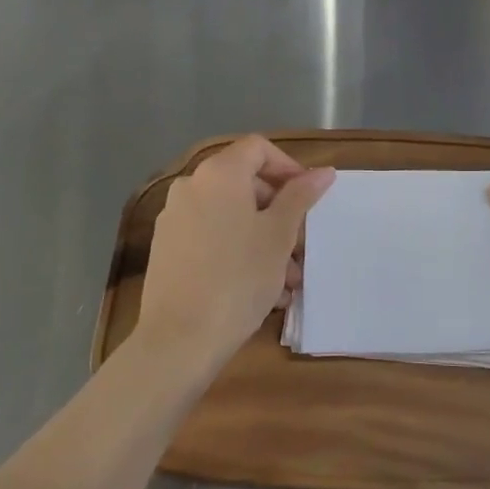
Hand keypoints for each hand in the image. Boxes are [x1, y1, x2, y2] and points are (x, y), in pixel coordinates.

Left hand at [137, 135, 334, 371]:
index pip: (258, 148)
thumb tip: (323, 171)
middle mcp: (191, 186)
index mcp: (218, 174)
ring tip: (286, 279)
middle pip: (244, 182)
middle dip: (278, 210)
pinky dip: (237, 249)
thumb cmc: (238, 278)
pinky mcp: (166, 249)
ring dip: (262, 237)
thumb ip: (300, 196)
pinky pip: (211, 236)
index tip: (309, 198)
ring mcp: (174, 218)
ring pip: (230, 214)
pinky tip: (259, 289)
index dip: (288, 167)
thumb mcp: (279, 235)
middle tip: (301, 244)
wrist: (179, 340)